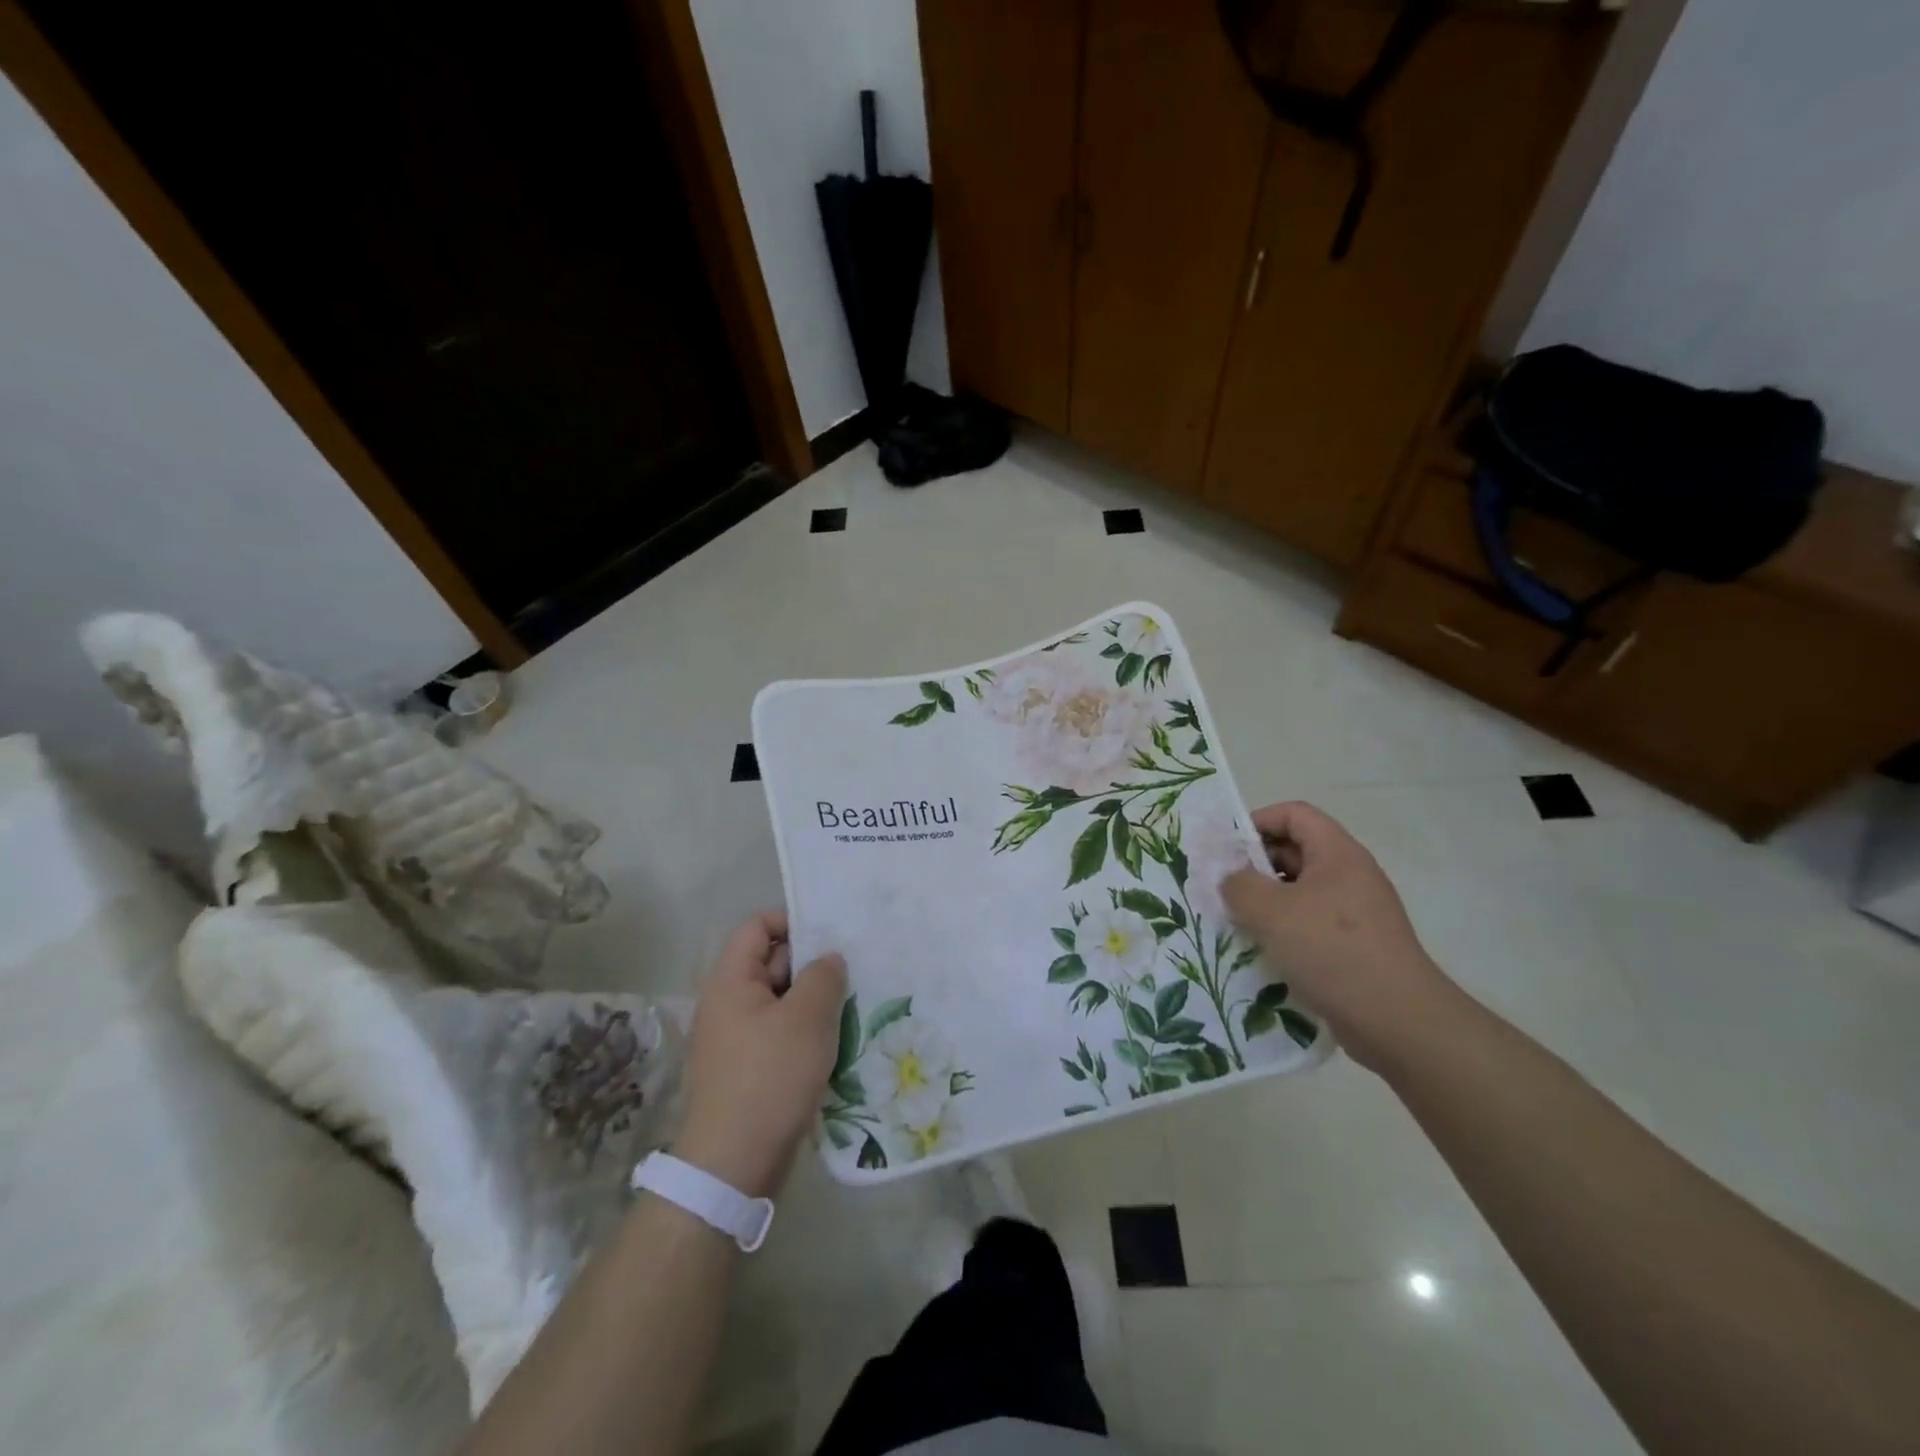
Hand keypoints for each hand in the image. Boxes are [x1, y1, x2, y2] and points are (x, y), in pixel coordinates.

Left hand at [672, 911, 846, 1198]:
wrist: (734, 1164)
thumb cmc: (770, 1077)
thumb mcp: (807, 1018)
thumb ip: (823, 976)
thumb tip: (828, 959)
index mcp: (731, 981)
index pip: (757, 926)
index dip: (792, 921)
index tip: (831, 937)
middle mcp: (727, 1003)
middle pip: (771, 962)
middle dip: (812, 964)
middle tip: (854, 971)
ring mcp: (736, 1038)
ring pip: (781, 1001)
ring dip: (814, 1002)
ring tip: (853, 1006)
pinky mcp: (747, 1069)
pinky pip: (780, 1034)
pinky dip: (806, 1032)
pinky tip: (836, 1043)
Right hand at [1222, 801, 1457, 1073]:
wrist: (1398, 1021)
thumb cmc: (1332, 951)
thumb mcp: (1272, 911)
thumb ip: (1239, 885)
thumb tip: (1230, 878)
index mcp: (1338, 853)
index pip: (1294, 814)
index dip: (1258, 822)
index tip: (1227, 850)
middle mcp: (1349, 875)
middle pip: (1295, 851)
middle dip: (1255, 865)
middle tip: (1222, 888)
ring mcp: (1355, 912)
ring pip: (1299, 891)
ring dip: (1265, 902)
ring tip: (1234, 921)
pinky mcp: (1354, 946)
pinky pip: (1309, 924)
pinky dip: (1282, 930)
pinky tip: (1261, 951)